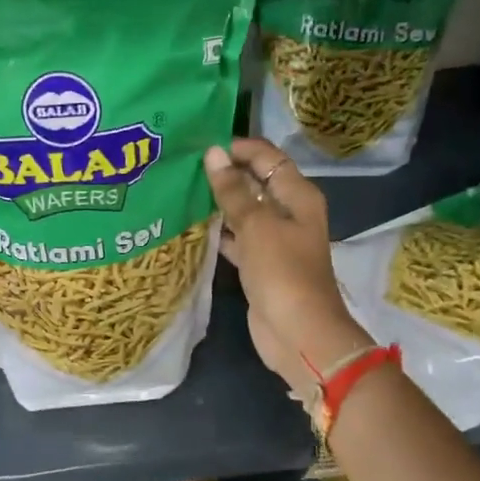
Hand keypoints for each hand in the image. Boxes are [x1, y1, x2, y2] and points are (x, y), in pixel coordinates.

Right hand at [204, 139, 371, 399]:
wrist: (299, 334)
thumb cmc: (283, 272)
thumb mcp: (257, 226)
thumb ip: (233, 190)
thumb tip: (213, 153)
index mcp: (297, 195)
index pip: (267, 157)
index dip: (237, 147)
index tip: (199, 146)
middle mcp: (288, 212)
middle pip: (255, 181)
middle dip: (224, 173)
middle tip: (183, 166)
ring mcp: (274, 240)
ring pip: (244, 210)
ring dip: (218, 202)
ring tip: (181, 189)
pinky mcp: (260, 264)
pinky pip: (237, 238)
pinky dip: (219, 231)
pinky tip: (191, 225)